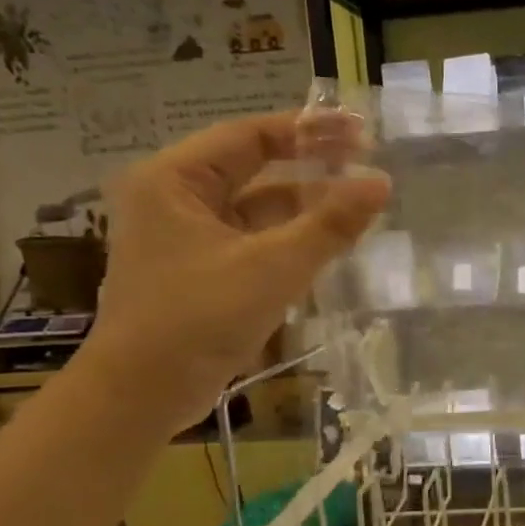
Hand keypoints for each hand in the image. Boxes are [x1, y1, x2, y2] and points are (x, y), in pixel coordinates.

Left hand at [82, 111, 388, 433]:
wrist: (142, 395)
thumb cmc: (198, 319)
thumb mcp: (272, 267)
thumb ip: (330, 224)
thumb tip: (382, 184)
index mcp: (175, 179)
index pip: (250, 135)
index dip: (308, 130)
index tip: (361, 133)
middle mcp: (177, 198)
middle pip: (255, 167)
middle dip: (312, 165)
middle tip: (369, 163)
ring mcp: (189, 237)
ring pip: (258, 207)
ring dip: (306, 206)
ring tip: (361, 205)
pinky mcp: (204, 271)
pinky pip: (256, 240)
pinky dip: (292, 238)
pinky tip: (332, 242)